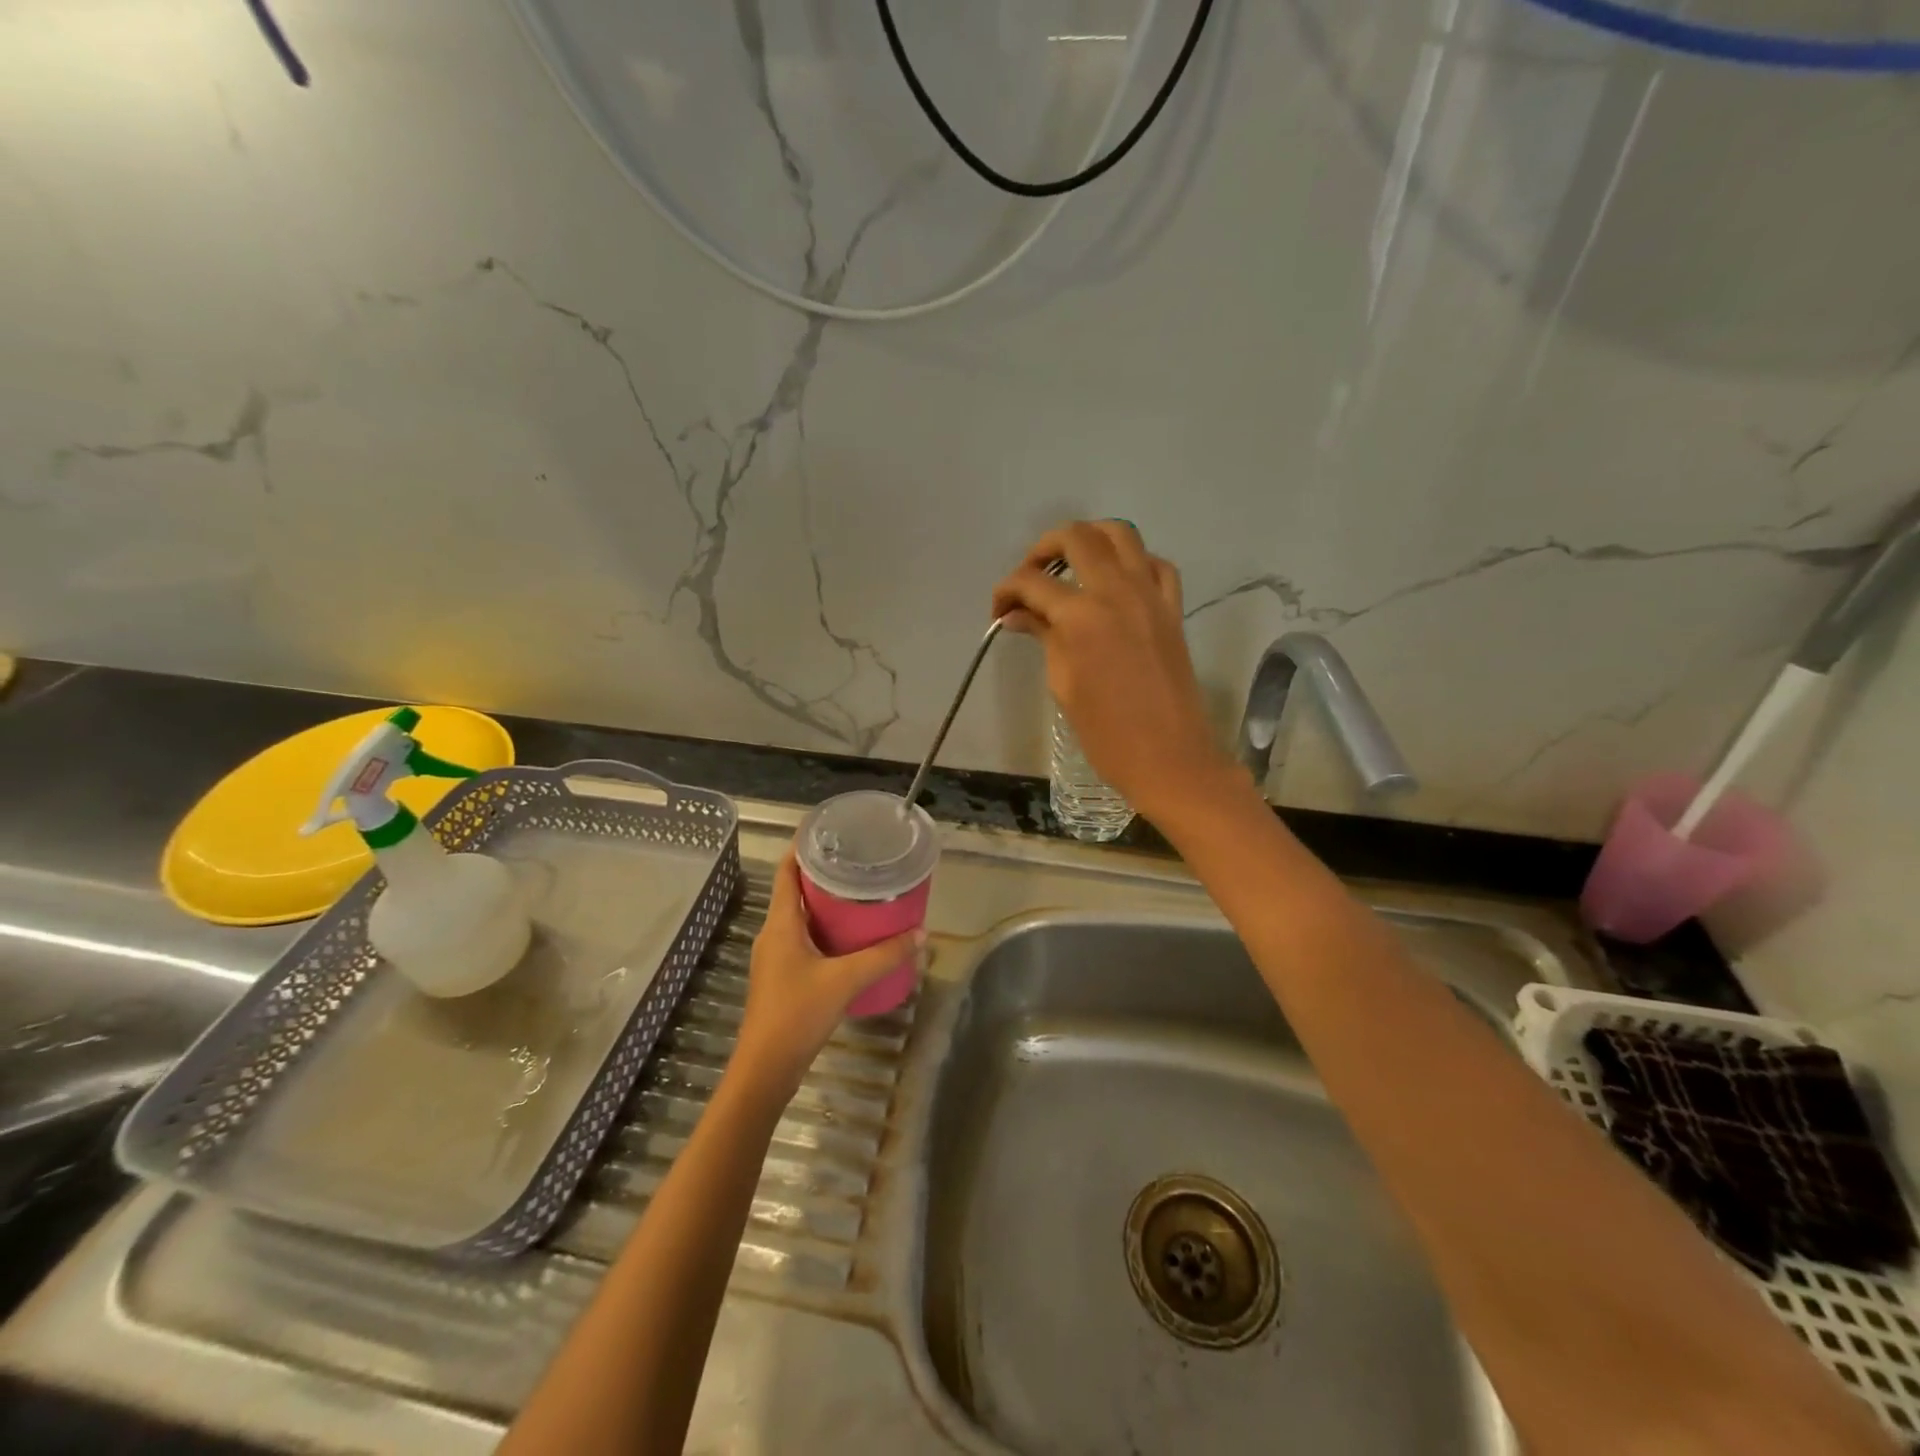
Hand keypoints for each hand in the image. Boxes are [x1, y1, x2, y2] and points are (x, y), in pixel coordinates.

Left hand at [731, 850, 923, 1099]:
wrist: (766, 1069)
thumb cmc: (797, 1014)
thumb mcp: (846, 980)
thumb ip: (884, 956)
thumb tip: (921, 934)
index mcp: (780, 923)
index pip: (786, 871)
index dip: (802, 847)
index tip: (829, 830)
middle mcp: (774, 933)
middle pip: (795, 891)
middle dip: (824, 874)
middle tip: (859, 861)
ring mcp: (776, 957)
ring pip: (801, 917)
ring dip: (826, 903)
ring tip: (861, 893)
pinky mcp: (783, 977)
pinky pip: (805, 939)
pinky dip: (826, 929)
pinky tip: (852, 938)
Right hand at [992, 521, 1239, 821]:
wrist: (1171, 758)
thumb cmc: (1107, 734)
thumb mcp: (1064, 685)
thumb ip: (1044, 637)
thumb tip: (1018, 615)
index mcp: (1082, 617)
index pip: (1032, 582)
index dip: (1006, 591)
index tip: (999, 611)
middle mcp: (1118, 592)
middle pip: (1076, 537)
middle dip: (1043, 548)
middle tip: (1030, 578)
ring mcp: (1151, 596)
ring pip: (1121, 534)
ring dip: (1090, 539)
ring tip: (1071, 567)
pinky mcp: (1173, 608)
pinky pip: (1156, 565)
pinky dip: (1133, 562)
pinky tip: (1118, 583)